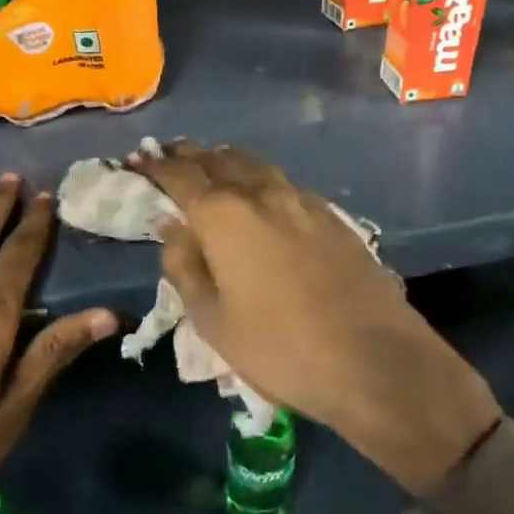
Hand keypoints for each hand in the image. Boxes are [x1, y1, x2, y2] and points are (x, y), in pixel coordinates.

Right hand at [131, 143, 500, 495]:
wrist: (375, 360)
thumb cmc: (280, 348)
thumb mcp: (213, 319)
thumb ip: (184, 266)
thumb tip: (170, 226)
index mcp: (224, 215)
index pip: (180, 176)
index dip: (155, 166)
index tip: (138, 160)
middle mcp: (262, 193)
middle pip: (219, 160)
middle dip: (190, 155)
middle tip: (169, 153)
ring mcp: (302, 200)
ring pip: (255, 165)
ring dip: (226, 160)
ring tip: (210, 162)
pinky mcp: (331, 215)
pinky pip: (283, 182)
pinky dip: (259, 177)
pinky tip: (260, 192)